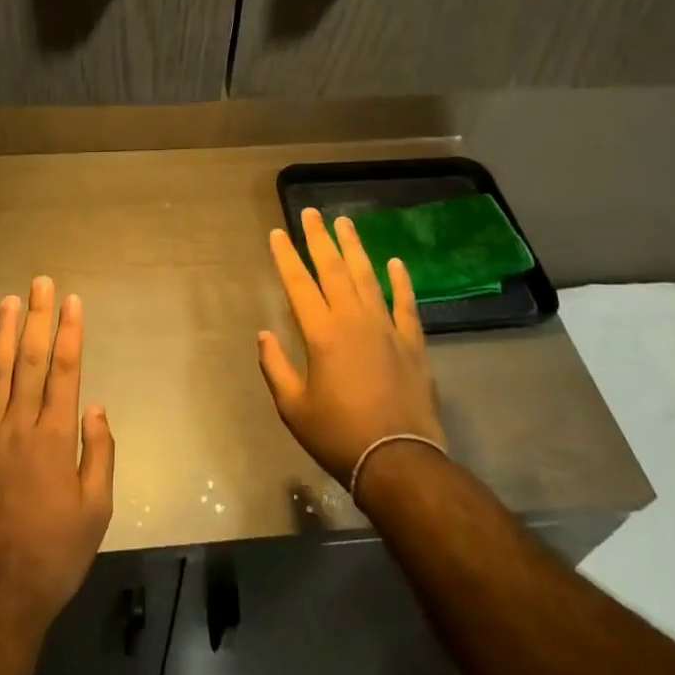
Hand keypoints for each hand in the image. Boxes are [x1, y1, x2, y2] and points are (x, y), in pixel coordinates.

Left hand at [0, 276, 114, 637]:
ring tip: (7, 303)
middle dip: (38, 319)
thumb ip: (99, 453)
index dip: (70, 332)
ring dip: (2, 337)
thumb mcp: (97, 510)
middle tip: (39, 284)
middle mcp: (17, 429)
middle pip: (31, 363)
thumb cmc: (55, 555)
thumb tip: (95, 407)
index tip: (72, 301)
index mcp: (55, 438)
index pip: (65, 371)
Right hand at [258, 207, 444, 485]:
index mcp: (321, 333)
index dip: (287, 256)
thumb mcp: (293, 407)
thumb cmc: (338, 435)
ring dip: (355, 248)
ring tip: (345, 224)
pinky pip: (405, 303)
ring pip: (368, 277)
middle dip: (319, 239)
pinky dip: (400, 281)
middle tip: (311, 213)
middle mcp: (353, 320)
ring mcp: (386, 328)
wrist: (398, 460)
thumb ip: (275, 367)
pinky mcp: (411, 342)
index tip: (278, 233)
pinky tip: (395, 262)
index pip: (298, 283)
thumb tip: (263, 335)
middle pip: (334, 269)